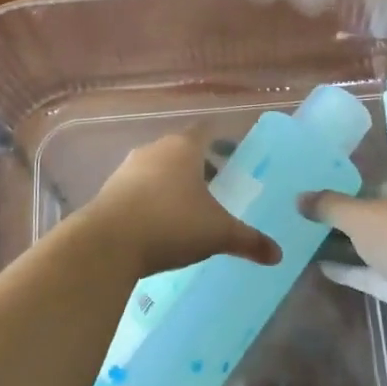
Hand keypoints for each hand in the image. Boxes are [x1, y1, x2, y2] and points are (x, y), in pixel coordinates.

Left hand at [82, 131, 281, 276]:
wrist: (108, 243)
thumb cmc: (171, 224)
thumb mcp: (218, 234)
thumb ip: (249, 240)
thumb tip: (278, 255)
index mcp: (183, 148)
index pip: (204, 131)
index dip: (219, 139)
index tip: (231, 152)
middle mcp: (154, 150)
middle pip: (180, 149)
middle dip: (197, 164)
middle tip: (216, 183)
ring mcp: (127, 169)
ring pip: (156, 168)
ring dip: (171, 181)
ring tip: (188, 205)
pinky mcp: (109, 191)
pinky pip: (137, 188)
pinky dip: (151, 198)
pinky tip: (159, 221)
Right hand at [303, 178, 386, 347]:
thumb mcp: (359, 214)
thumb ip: (328, 205)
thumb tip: (297, 197)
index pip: (374, 184)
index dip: (346, 188)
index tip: (315, 193)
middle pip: (371, 216)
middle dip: (342, 218)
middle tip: (303, 217)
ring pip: (370, 247)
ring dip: (343, 245)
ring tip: (303, 240)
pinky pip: (369, 275)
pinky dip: (348, 271)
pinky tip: (318, 267)